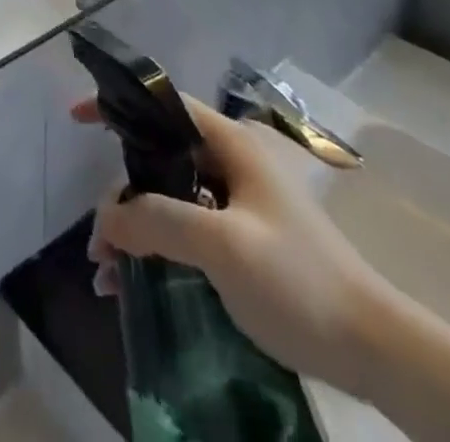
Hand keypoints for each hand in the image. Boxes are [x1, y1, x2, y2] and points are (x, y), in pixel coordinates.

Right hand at [76, 92, 391, 398]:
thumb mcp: (223, 246)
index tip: (76, 119)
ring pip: (168, 196)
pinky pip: (186, 226)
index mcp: (230, 142)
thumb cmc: (298, 280)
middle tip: (98, 242)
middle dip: (120, 194)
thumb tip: (106, 220)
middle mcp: (231, 160)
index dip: (118, 105)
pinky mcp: (242, 234)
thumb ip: (159, 221)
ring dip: (135, 228)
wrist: (373, 347)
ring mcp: (238, 198)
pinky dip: (156, 246)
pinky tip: (134, 283)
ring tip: (108, 275)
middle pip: (158, 156)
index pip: (163, 104)